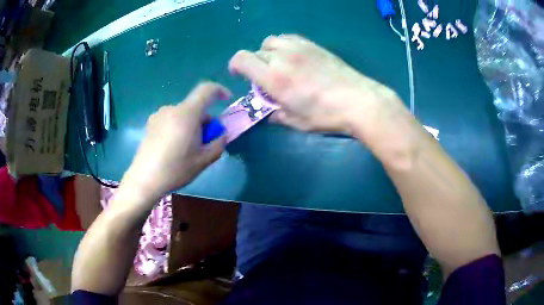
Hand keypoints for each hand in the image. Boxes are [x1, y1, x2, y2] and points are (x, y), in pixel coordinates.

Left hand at [122, 82, 230, 199]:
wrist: (144, 180)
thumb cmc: (175, 170)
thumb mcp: (203, 161)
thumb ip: (218, 144)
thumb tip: (221, 135)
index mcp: (187, 113)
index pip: (207, 90)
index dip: (219, 90)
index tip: (226, 100)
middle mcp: (172, 109)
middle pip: (195, 107)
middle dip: (204, 121)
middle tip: (205, 143)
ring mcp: (159, 115)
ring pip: (183, 115)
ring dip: (191, 126)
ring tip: (187, 149)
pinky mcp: (150, 124)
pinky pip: (171, 120)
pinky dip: (178, 128)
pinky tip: (173, 148)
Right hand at [229, 34, 408, 146]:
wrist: (358, 100)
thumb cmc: (326, 115)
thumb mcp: (296, 122)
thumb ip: (277, 115)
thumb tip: (270, 113)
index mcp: (273, 77)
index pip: (241, 59)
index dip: (235, 66)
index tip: (239, 75)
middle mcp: (282, 57)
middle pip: (255, 51)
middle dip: (253, 64)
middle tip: (264, 78)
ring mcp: (299, 48)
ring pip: (271, 41)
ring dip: (268, 52)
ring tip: (278, 65)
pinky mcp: (313, 45)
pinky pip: (289, 38)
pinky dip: (284, 45)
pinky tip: (294, 58)